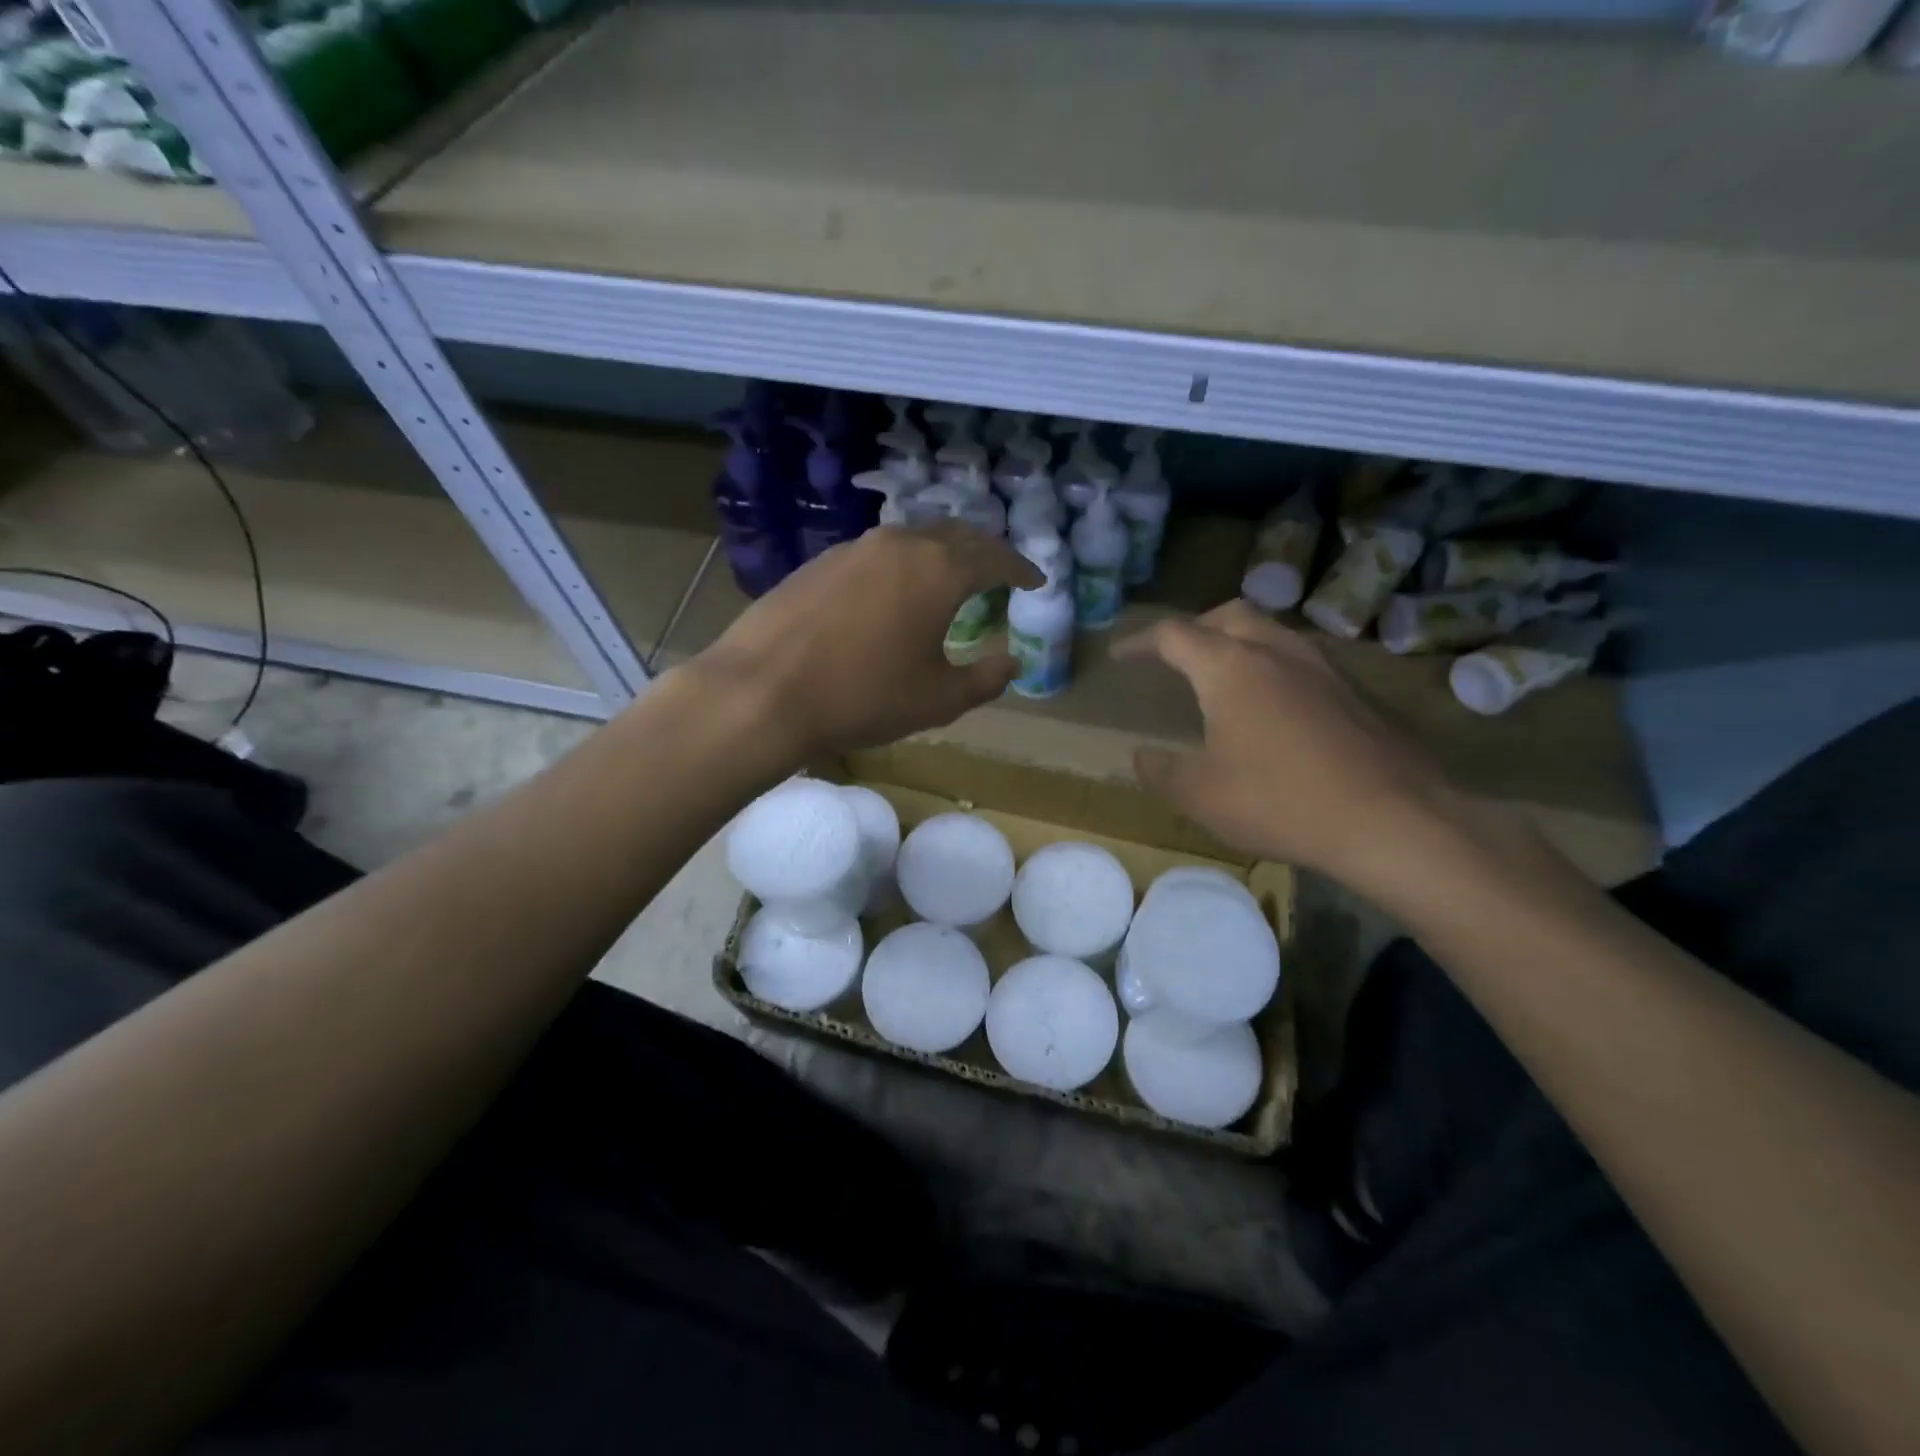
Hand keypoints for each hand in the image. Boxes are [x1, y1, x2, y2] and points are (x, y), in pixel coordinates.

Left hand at [694, 521, 1041, 758]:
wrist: (763, 692)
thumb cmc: (863, 698)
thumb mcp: (937, 699)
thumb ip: (985, 679)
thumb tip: (1011, 662)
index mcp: (940, 570)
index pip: (996, 557)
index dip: (1021, 570)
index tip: (1035, 581)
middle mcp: (900, 544)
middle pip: (957, 535)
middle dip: (985, 552)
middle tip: (999, 574)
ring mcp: (855, 548)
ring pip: (914, 538)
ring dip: (941, 554)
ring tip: (950, 579)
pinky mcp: (820, 562)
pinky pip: (878, 553)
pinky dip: (903, 564)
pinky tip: (894, 591)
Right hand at [1113, 601, 1468, 892]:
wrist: (1392, 820)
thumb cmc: (1280, 801)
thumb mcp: (1200, 795)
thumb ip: (1161, 771)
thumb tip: (1140, 756)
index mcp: (1230, 667)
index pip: (1174, 635)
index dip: (1141, 642)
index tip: (1121, 655)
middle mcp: (1276, 652)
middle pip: (1228, 616)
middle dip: (1194, 628)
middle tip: (1175, 654)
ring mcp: (1323, 667)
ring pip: (1271, 633)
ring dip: (1238, 642)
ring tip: (1223, 674)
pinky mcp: (1357, 691)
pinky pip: (1302, 661)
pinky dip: (1273, 667)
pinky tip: (1276, 706)